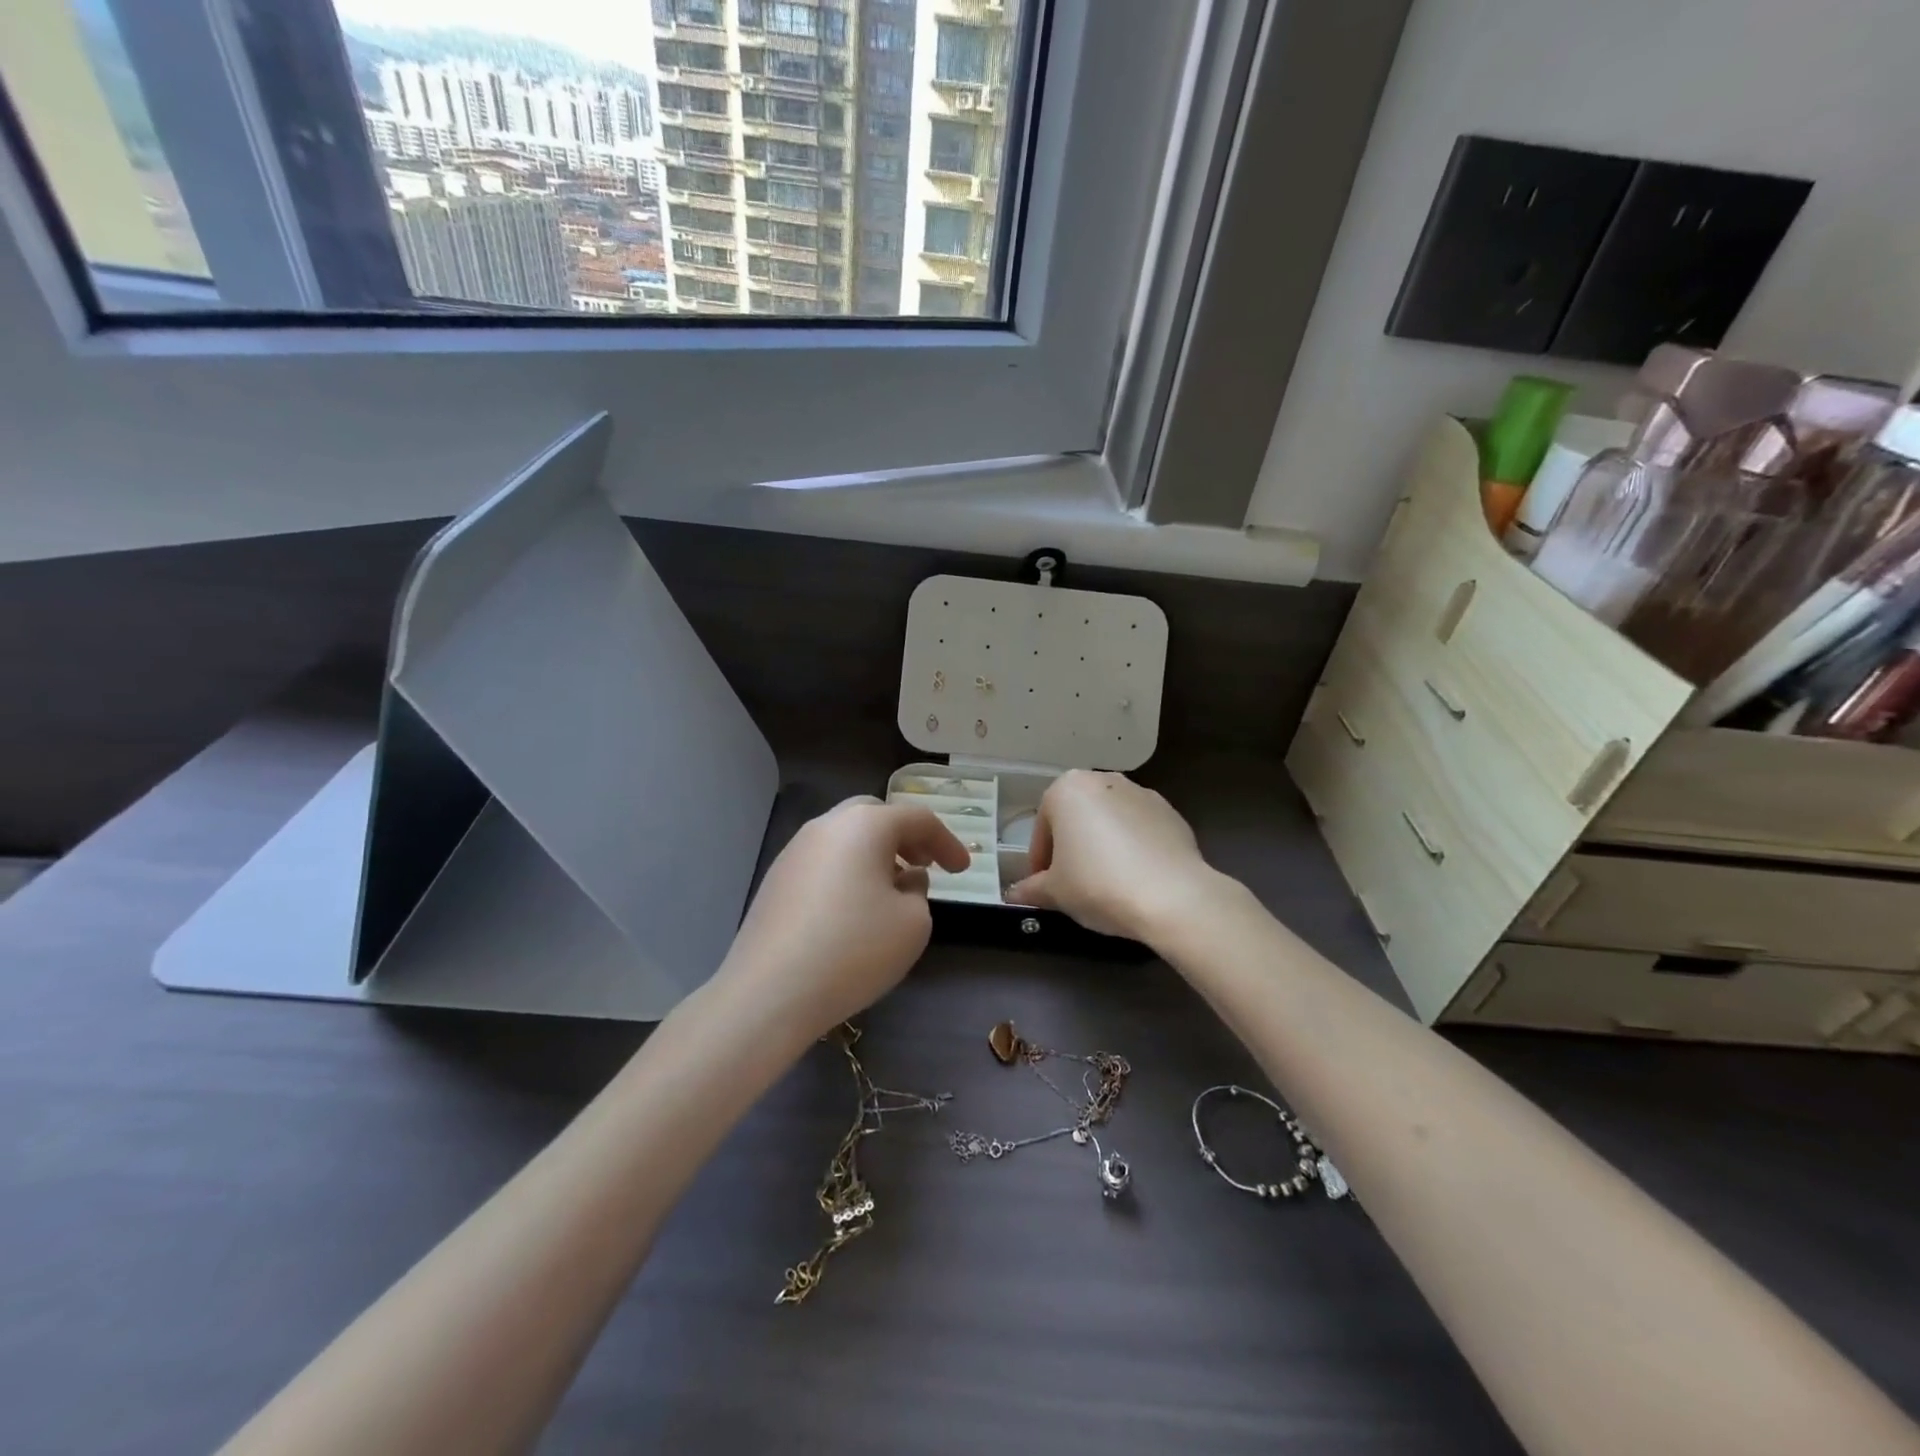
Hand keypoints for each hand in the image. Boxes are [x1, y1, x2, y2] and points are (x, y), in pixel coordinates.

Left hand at [718, 797, 970, 1035]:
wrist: (770, 992)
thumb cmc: (854, 950)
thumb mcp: (913, 924)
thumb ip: (918, 893)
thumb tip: (902, 881)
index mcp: (865, 825)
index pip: (917, 819)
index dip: (946, 842)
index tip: (963, 870)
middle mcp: (827, 826)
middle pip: (875, 816)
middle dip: (905, 837)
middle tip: (925, 864)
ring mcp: (795, 851)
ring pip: (846, 838)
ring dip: (875, 855)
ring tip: (891, 889)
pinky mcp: (776, 880)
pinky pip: (823, 862)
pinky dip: (848, 872)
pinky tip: (854, 909)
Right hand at [1007, 770, 1221, 941]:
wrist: (1172, 896)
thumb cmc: (1098, 884)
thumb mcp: (1055, 892)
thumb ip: (1031, 889)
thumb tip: (1013, 895)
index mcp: (1067, 789)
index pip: (1043, 828)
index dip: (1040, 860)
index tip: (1044, 886)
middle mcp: (1104, 780)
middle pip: (1077, 817)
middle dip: (1072, 847)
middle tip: (1073, 883)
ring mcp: (1142, 793)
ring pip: (1110, 821)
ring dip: (1103, 845)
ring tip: (1107, 883)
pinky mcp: (1172, 813)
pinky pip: (1141, 830)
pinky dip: (1134, 848)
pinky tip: (1136, 879)